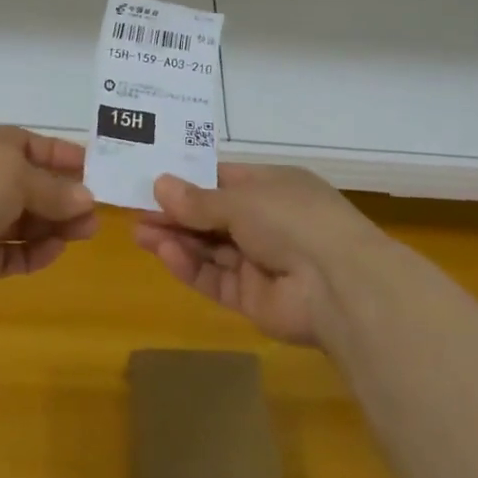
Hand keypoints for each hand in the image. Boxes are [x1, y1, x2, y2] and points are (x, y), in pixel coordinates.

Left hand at [0, 126, 97, 312]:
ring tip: (85, 233)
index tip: (98, 171)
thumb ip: (54, 188)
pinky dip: (34, 252)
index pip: (31, 145)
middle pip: (31, 185)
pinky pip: (11, 253)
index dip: (64, 156)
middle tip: (96, 212)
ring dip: (55, 225)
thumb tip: (86, 198)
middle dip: (64, 196)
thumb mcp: (17, 174)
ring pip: (24, 220)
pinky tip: (54, 252)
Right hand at [132, 164, 381, 344]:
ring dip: (177, 239)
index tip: (153, 179)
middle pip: (212, 216)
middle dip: (176, 213)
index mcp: (273, 187)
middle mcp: (267, 221)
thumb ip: (199, 200)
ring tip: (140, 232)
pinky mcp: (253, 297)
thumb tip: (160, 185)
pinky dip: (191, 266)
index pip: (224, 179)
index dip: (189, 180)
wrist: (340, 286)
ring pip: (210, 248)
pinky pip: (216, 278)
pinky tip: (165, 252)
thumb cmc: (293, 220)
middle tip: (136, 210)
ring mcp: (261, 261)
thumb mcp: (242, 199)